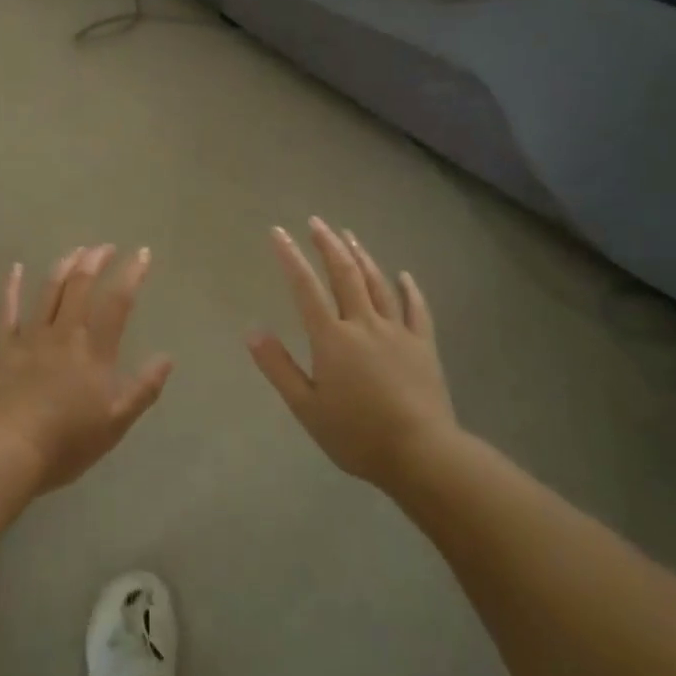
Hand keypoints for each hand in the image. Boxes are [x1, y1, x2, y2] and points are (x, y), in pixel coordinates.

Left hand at [0, 245, 173, 492]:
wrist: (9, 450)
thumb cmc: (68, 441)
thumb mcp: (116, 422)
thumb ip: (143, 388)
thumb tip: (167, 357)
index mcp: (95, 350)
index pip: (117, 302)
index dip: (131, 274)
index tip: (142, 253)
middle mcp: (65, 334)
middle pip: (80, 286)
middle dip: (95, 261)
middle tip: (105, 247)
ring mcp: (32, 337)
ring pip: (49, 291)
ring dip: (64, 266)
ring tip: (76, 250)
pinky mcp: (5, 348)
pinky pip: (8, 311)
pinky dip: (12, 287)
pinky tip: (16, 268)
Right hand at [248, 219, 456, 489]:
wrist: (421, 454)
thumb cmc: (357, 434)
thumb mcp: (306, 407)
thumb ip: (278, 367)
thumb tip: (251, 330)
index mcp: (332, 338)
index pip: (306, 288)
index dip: (290, 258)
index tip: (278, 232)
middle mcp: (364, 324)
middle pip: (344, 274)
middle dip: (328, 245)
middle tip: (316, 222)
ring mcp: (397, 332)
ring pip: (377, 283)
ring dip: (362, 256)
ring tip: (349, 235)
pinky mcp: (423, 345)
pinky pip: (417, 309)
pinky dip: (409, 289)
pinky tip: (404, 275)